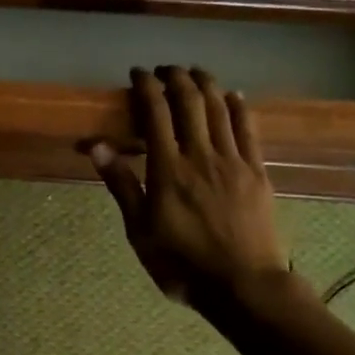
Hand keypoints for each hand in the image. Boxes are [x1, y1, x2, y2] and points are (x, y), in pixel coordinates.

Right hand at [89, 66, 290, 307]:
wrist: (244, 285)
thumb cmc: (182, 264)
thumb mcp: (140, 231)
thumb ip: (122, 185)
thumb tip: (97, 146)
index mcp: (168, 170)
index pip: (156, 113)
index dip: (146, 87)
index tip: (137, 74)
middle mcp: (201, 156)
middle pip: (190, 102)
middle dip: (176, 78)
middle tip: (165, 69)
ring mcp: (233, 162)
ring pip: (220, 109)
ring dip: (206, 84)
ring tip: (194, 72)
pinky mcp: (257, 172)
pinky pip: (249, 129)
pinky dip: (239, 106)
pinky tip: (234, 95)